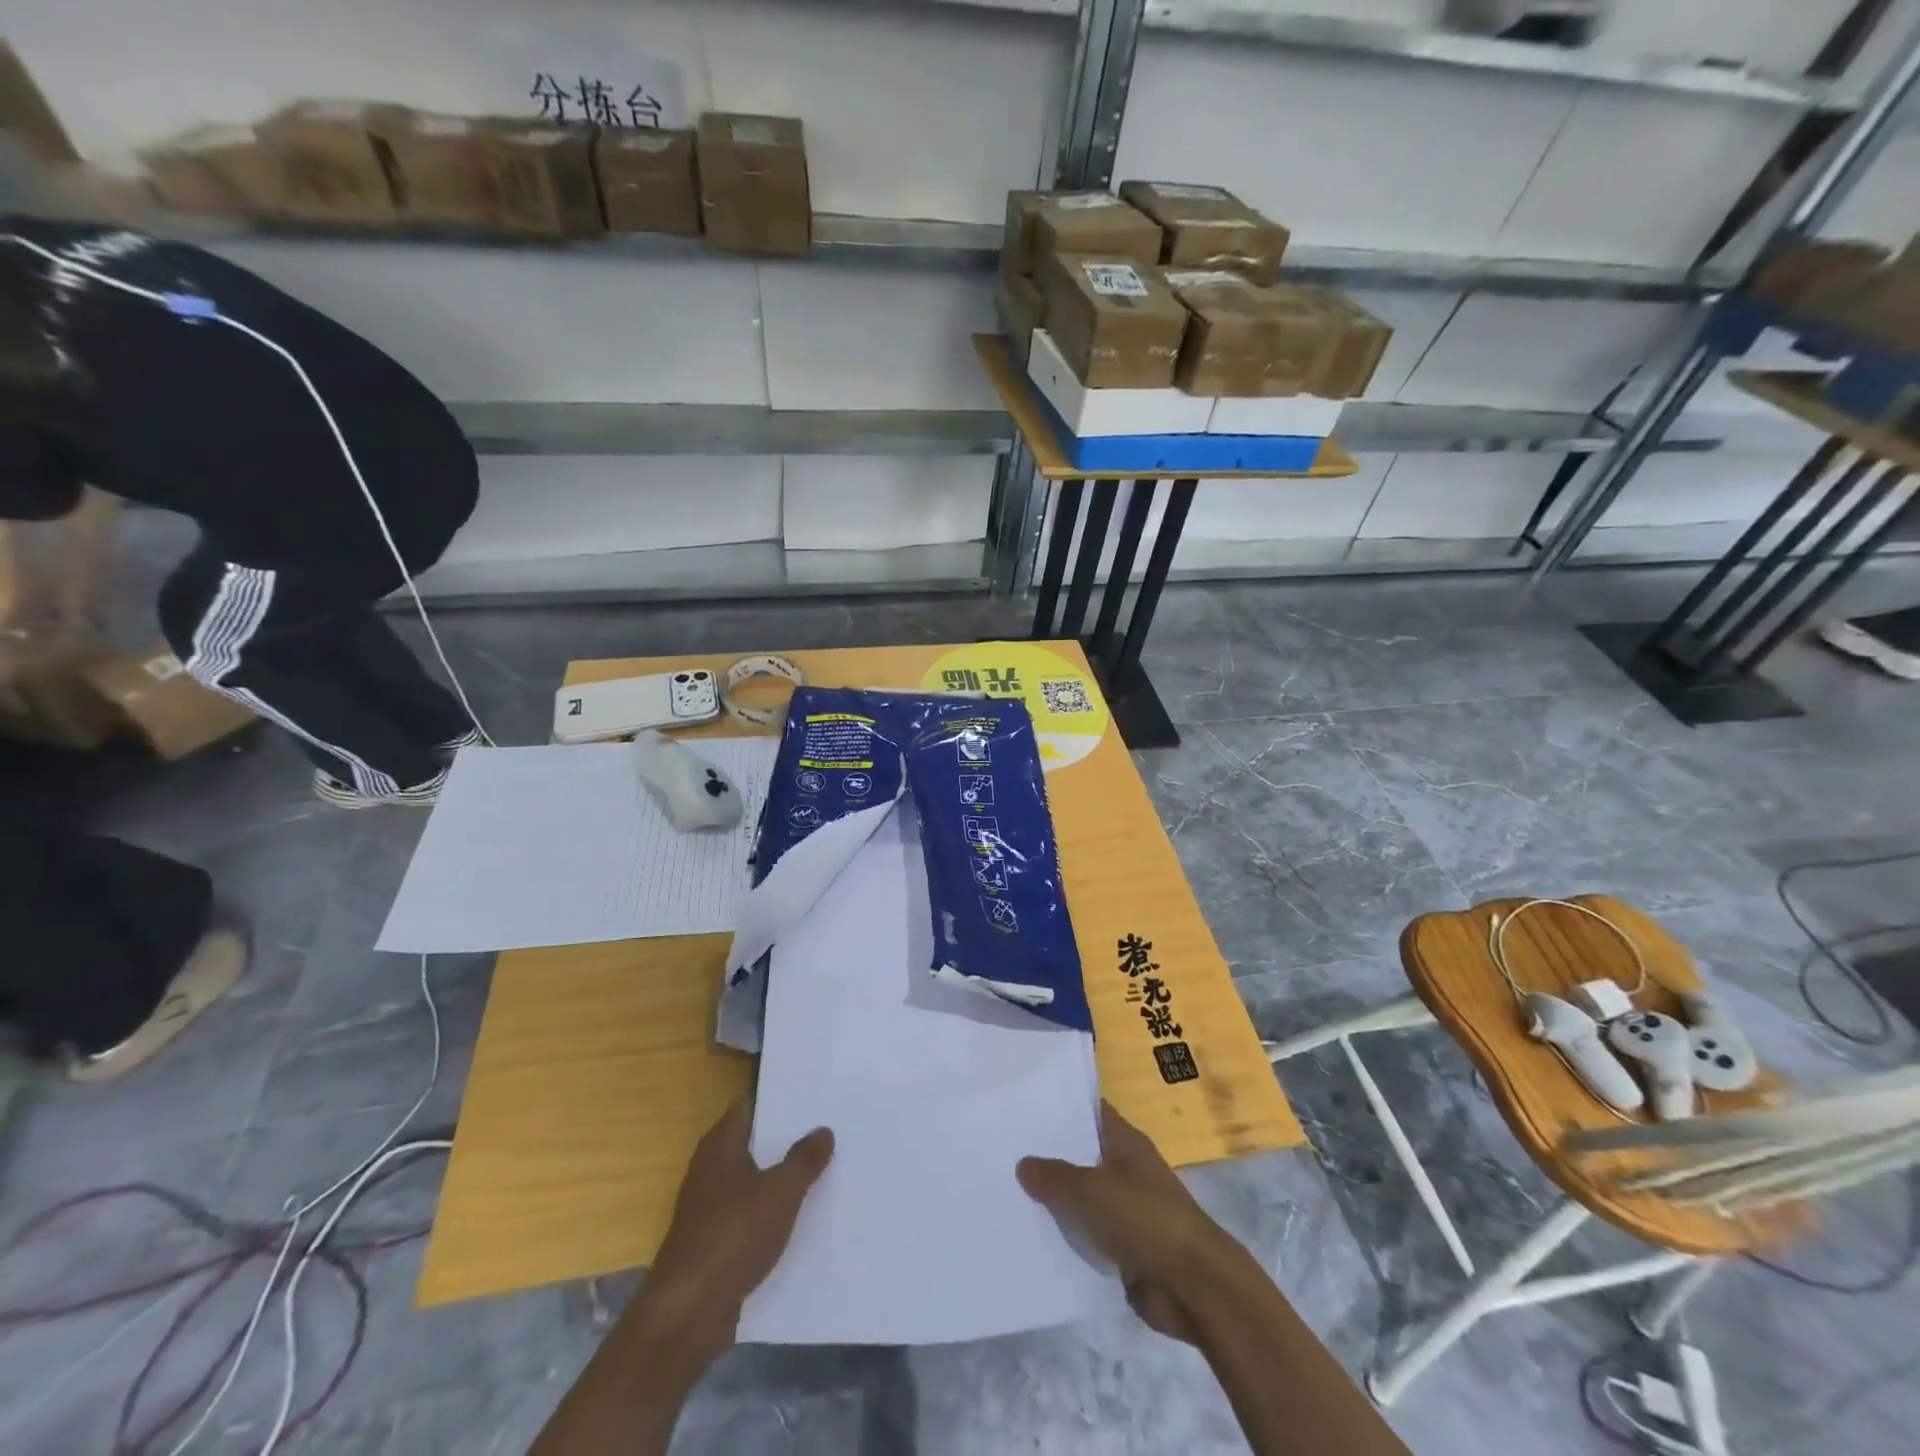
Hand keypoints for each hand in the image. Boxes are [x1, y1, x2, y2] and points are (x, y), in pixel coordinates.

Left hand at [639, 1099, 833, 1376]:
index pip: (751, 1107)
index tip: (814, 1100)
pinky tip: (801, 1219)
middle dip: (786, 1141)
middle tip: (828, 1132)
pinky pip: (749, 1216)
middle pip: (754, 1144)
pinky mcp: (713, 1242)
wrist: (687, 1313)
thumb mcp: (781, 1192)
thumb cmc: (733, 1235)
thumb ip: (804, 1159)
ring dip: (780, 1180)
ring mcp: (709, 1207)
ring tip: (823, 1171)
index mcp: (720, 1144)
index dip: (780, 1102)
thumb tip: (823, 1130)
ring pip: (753, 1182)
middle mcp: (710, 1168)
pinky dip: (771, 1215)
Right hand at [1017, 1101, 1236, 1344]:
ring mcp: (1130, 1210)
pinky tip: (1037, 1236)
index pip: (1091, 1111)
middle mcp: (1129, 1170)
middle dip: (1051, 1155)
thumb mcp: (1089, 1189)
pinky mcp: (1129, 1249)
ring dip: (1058, 1200)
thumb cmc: (1143, 1219)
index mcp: (1127, 1142)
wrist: (1194, 1286)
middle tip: (1007, 1149)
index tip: (1026, 1103)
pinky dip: (1071, 1237)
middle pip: (1084, 1155)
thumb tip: (1023, 1163)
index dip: (1062, 1105)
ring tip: (1011, 1193)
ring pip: (1085, 1198)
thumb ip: (1053, 1175)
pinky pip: (1091, 1235)